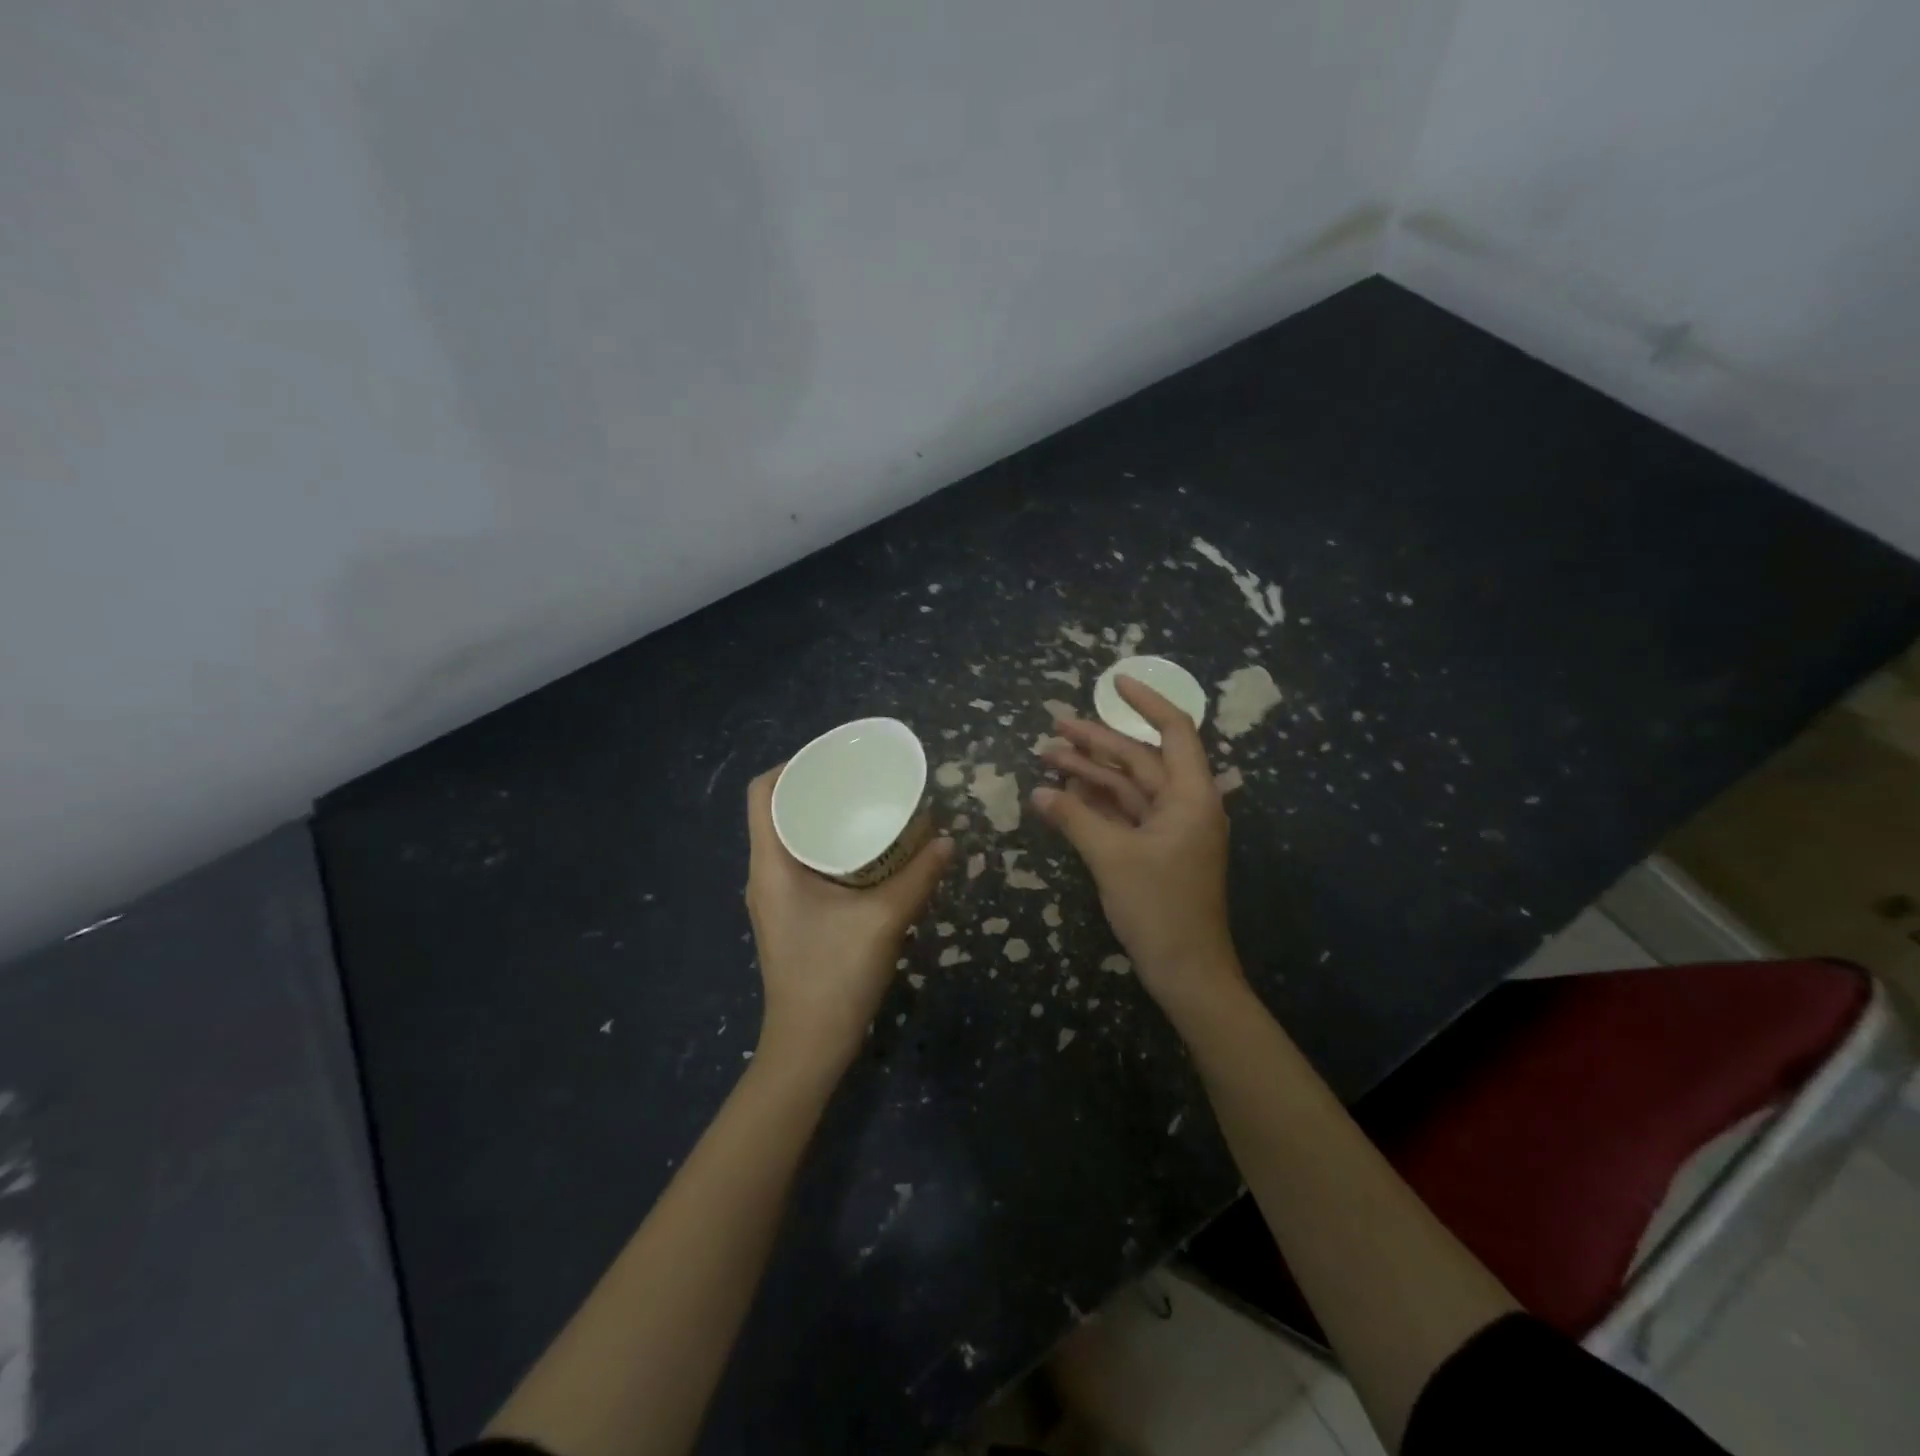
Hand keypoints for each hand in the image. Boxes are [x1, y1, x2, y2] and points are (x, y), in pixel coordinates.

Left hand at [745, 767, 953, 1071]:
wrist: (809, 1045)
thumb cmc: (835, 976)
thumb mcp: (884, 920)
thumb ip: (919, 877)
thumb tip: (948, 840)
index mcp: (772, 865)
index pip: (763, 793)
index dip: (792, 764)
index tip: (834, 758)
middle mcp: (765, 874)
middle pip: (778, 811)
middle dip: (815, 788)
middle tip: (860, 778)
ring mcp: (774, 898)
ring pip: (790, 838)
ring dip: (822, 818)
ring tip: (865, 805)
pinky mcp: (789, 915)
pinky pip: (801, 862)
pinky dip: (827, 846)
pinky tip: (865, 852)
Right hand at [1032, 678, 1245, 1019]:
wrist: (1187, 972)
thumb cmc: (1160, 908)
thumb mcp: (1112, 858)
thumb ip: (1075, 818)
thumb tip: (1038, 793)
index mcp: (1191, 796)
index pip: (1174, 731)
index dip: (1145, 703)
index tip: (1114, 682)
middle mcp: (1184, 804)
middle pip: (1139, 759)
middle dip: (1096, 742)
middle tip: (1053, 726)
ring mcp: (1169, 829)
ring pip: (1127, 787)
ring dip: (1090, 772)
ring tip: (1046, 757)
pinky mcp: (1154, 850)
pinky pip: (1123, 814)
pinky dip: (1095, 803)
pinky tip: (1063, 793)